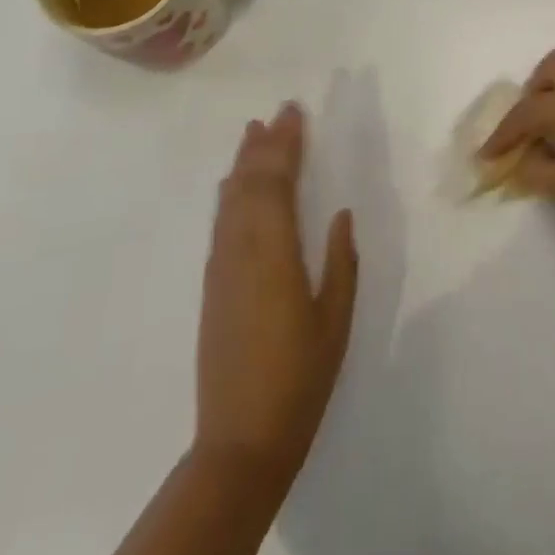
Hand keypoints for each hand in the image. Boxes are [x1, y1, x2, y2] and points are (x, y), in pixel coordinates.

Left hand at [195, 102, 356, 484]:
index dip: (286, 144)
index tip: (295, 113)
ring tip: (253, 133)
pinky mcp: (212, 285)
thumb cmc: (299, 379)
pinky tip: (234, 186)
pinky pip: (221, 222)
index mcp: (275, 252)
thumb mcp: (335, 320)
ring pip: (230, 199)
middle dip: (265, 144)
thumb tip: (342, 214)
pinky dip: (230, 193)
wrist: (239, 442)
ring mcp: (222, 267)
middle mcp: (242, 249)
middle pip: (250, 183)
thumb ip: (341, 262)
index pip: (278, 182)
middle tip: (278, 112)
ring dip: (243, 163)